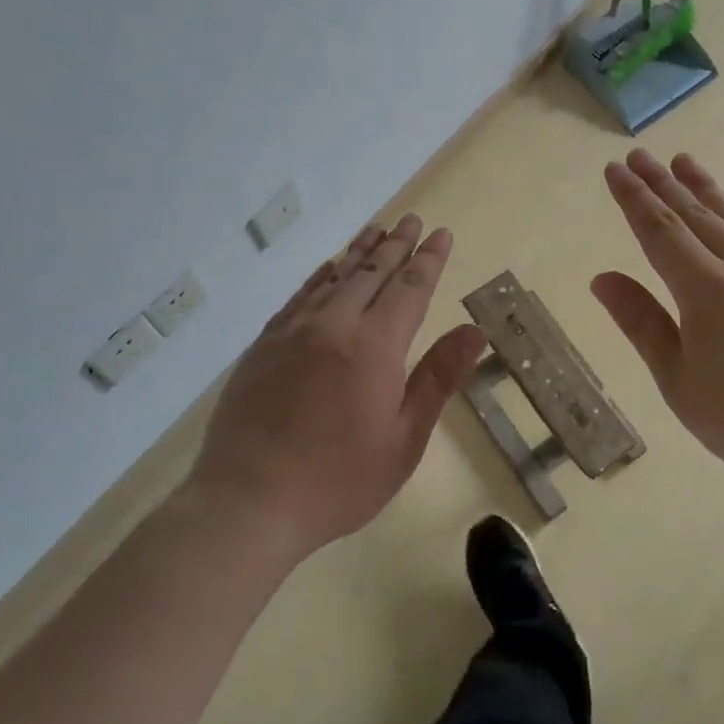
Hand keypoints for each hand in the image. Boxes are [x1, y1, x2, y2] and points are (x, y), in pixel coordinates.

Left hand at [190, 215, 488, 557]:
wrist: (248, 503)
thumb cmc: (340, 480)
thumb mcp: (404, 439)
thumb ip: (438, 378)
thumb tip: (474, 331)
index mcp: (374, 347)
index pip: (409, 288)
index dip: (428, 260)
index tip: (441, 234)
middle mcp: (334, 325)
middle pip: (371, 272)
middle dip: (396, 244)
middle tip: (413, 220)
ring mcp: (293, 333)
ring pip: (333, 277)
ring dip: (359, 251)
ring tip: (377, 230)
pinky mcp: (264, 346)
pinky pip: (298, 297)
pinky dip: (319, 276)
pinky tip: (328, 268)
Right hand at [591, 150, 723, 499]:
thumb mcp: (680, 383)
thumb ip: (642, 324)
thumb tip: (602, 279)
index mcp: (707, 290)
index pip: (659, 230)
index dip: (633, 197)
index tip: (615, 168)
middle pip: (696, 212)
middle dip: (663, 182)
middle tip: (640, 155)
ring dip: (705, 188)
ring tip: (684, 162)